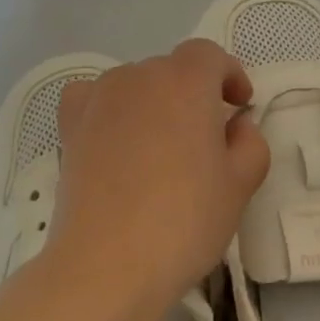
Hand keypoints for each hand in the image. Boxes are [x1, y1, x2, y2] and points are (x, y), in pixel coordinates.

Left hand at [48, 40, 269, 309]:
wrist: (108, 264)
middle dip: (194, 94)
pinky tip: (116, 138)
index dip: (229, 75)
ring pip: (134, 86)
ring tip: (163, 145)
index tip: (241, 105)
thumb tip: (236, 126)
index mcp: (185, 82)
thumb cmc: (184, 221)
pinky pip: (92, 100)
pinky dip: (109, 109)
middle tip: (208, 137)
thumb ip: (250, 143)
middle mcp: (137, 78)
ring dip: (154, 103)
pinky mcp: (69, 130)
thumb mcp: (240, 185)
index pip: (210, 56)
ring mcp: (97, 101)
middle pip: (171, 70)